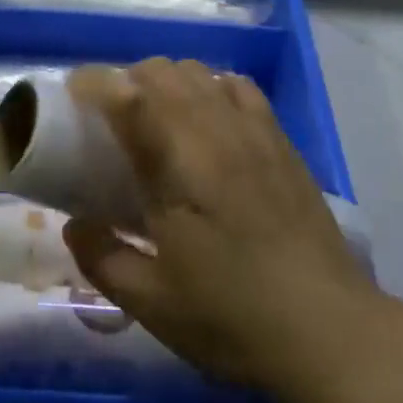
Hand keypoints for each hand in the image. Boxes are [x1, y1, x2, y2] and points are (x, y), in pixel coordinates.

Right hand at [62, 59, 380, 400]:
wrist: (330, 331)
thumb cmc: (233, 318)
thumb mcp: (153, 305)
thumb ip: (104, 259)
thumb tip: (74, 226)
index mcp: (176, 165)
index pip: (126, 96)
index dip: (93, 82)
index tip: (72, 93)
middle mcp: (212, 131)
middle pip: (161, 70)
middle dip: (127, 80)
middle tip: (113, 118)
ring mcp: (252, 130)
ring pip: (199, 71)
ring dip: (168, 80)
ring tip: (159, 116)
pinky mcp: (281, 140)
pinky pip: (240, 86)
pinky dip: (213, 86)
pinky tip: (211, 117)